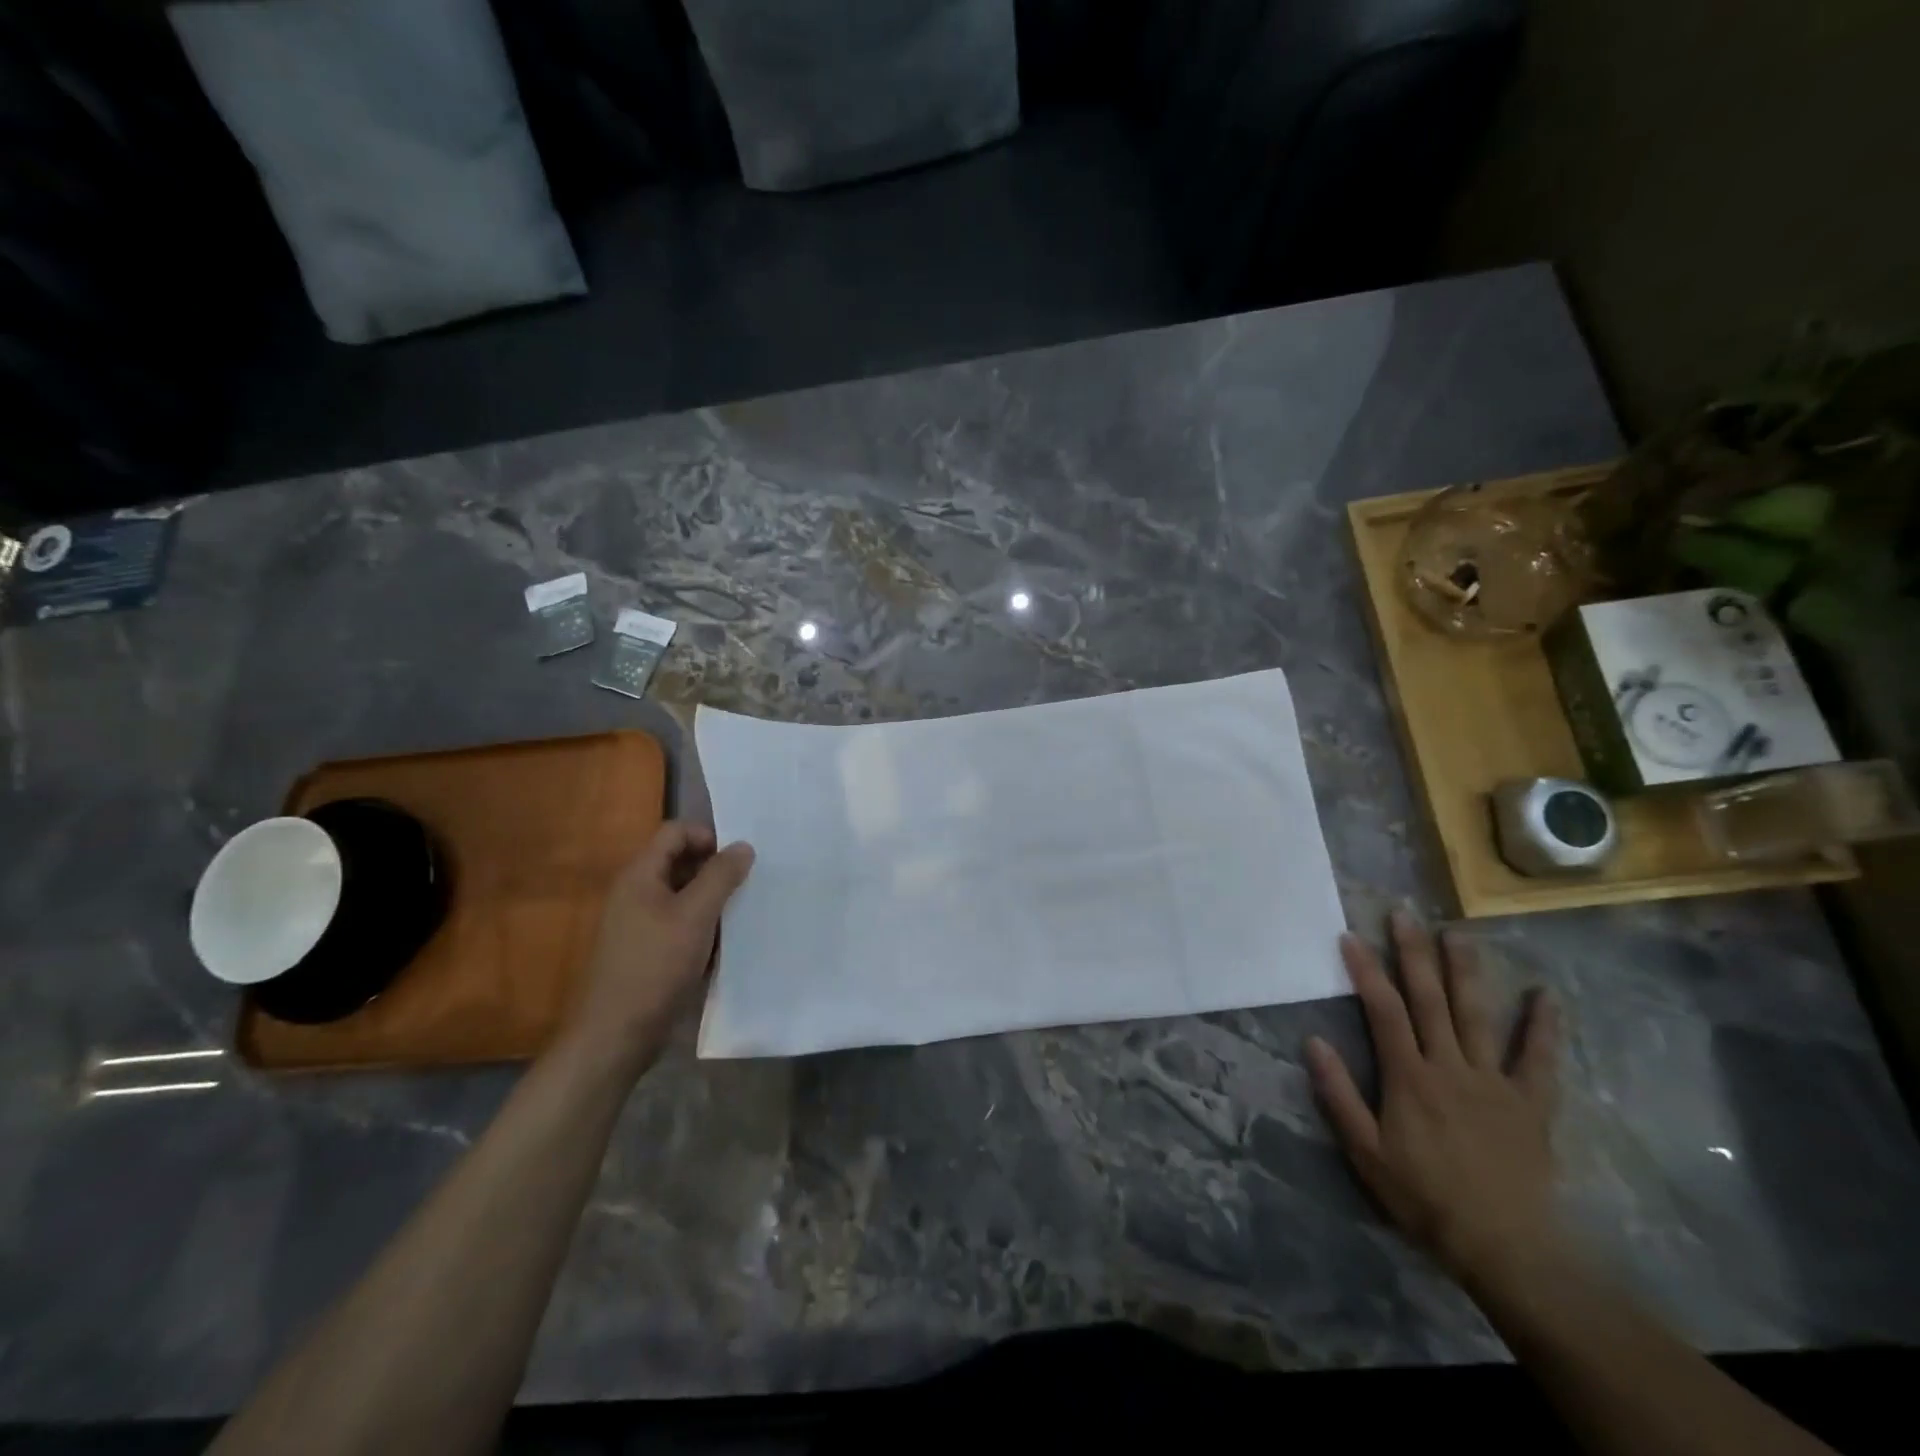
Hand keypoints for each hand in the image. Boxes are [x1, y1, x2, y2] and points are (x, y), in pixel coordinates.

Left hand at [561, 822, 753, 1078]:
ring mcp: (640, 924)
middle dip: (716, 870)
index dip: (708, 837)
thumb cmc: (655, 966)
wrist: (617, 1035)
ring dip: (713, 901)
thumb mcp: (696, 916)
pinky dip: (703, 927)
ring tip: (743, 914)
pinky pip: (681, 924)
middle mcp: (636, 893)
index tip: (739, 860)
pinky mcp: (648, 951)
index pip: (676, 832)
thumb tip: (743, 846)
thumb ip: (721, 876)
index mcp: (640, 875)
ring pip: (684, 896)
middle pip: (681, 862)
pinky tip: (725, 945)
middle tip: (749, 885)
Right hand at [1306, 910, 1561, 1289]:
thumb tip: (1313, 1042)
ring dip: (1466, 972)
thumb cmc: (1423, 1197)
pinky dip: (1542, 1027)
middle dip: (1413, 954)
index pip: (1382, 1011)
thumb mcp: (1365, 1151)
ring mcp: (1494, 1082)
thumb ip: (1339, 1094)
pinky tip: (1545, 994)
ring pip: (1477, 1016)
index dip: (1365, 971)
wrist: (1504, 1248)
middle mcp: (1450, 1066)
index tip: (1350, 936)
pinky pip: (1538, 1060)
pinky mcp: (1530, 1104)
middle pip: (1429, 1000)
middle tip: (1405, 914)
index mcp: (1409, 1077)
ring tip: (1459, 933)